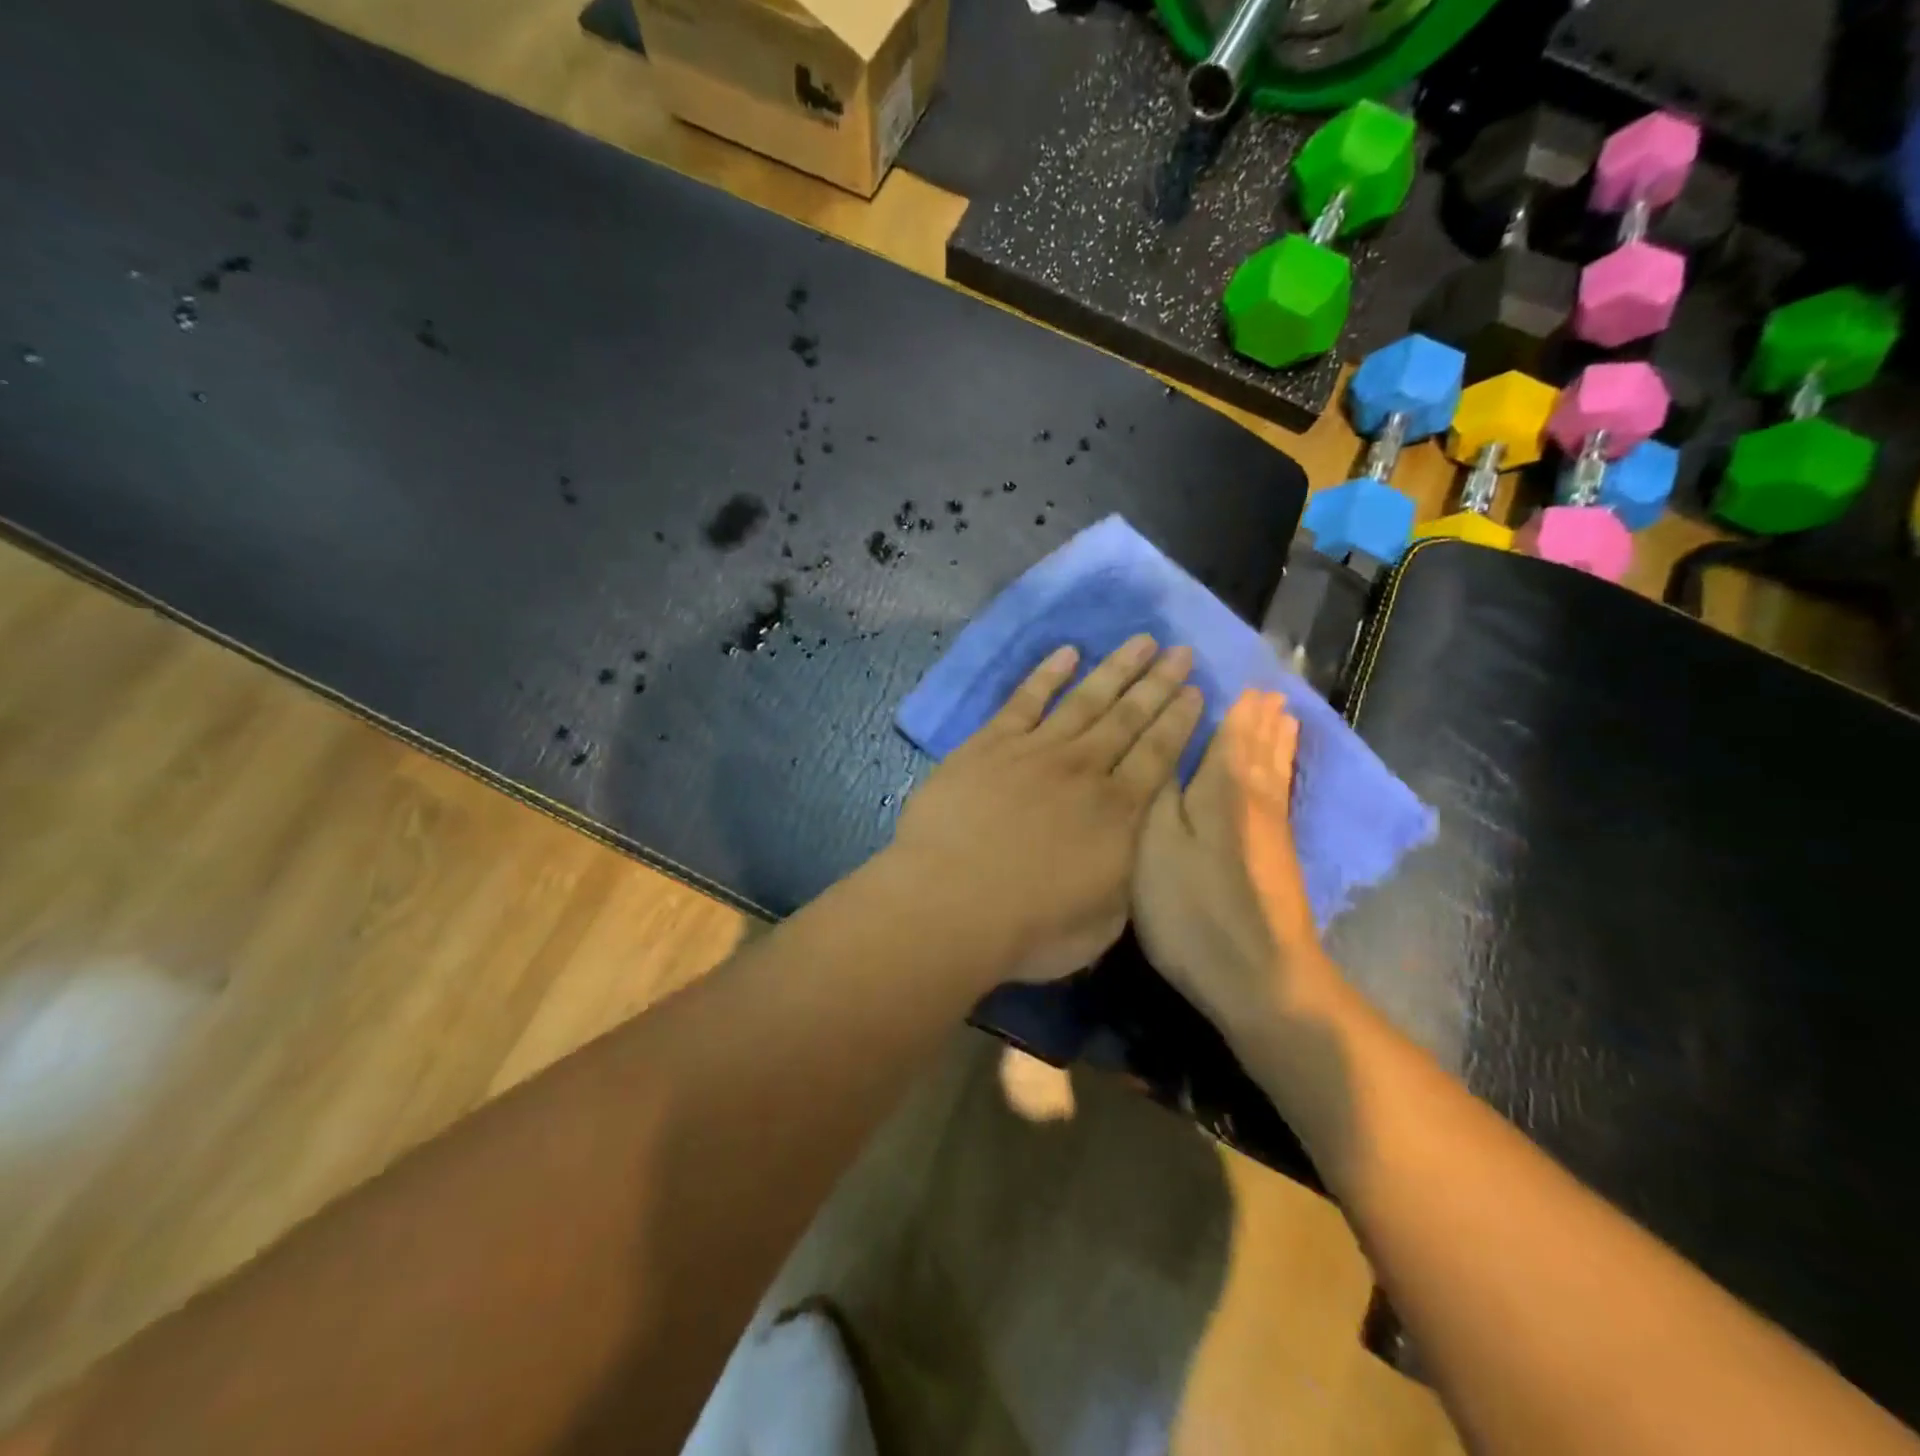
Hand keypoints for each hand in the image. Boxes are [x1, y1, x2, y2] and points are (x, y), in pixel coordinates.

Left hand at [893, 636, 1202, 983]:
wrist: (951, 903)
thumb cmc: (1030, 928)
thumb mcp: (1103, 923)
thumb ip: (1123, 878)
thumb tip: (1130, 852)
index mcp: (1119, 814)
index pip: (1158, 755)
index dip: (1179, 720)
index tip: (1195, 690)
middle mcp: (1084, 771)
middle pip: (1129, 718)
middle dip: (1158, 683)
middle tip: (1180, 650)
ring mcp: (1035, 751)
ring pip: (1085, 700)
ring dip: (1115, 669)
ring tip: (1141, 640)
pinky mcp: (989, 745)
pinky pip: (1025, 700)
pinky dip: (1047, 674)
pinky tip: (1066, 652)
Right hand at [1132, 689, 1329, 1036]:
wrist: (1260, 978)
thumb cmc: (1194, 908)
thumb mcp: (1154, 843)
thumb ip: (1157, 788)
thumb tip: (1165, 741)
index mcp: (1223, 786)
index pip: (1231, 731)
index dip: (1232, 704)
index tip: (1232, 675)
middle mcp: (1254, 798)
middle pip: (1260, 746)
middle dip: (1261, 715)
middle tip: (1264, 685)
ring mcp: (1272, 830)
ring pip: (1275, 769)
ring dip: (1277, 739)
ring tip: (1282, 713)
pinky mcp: (1278, 857)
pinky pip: (1280, 791)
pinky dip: (1282, 769)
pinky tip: (1279, 772)